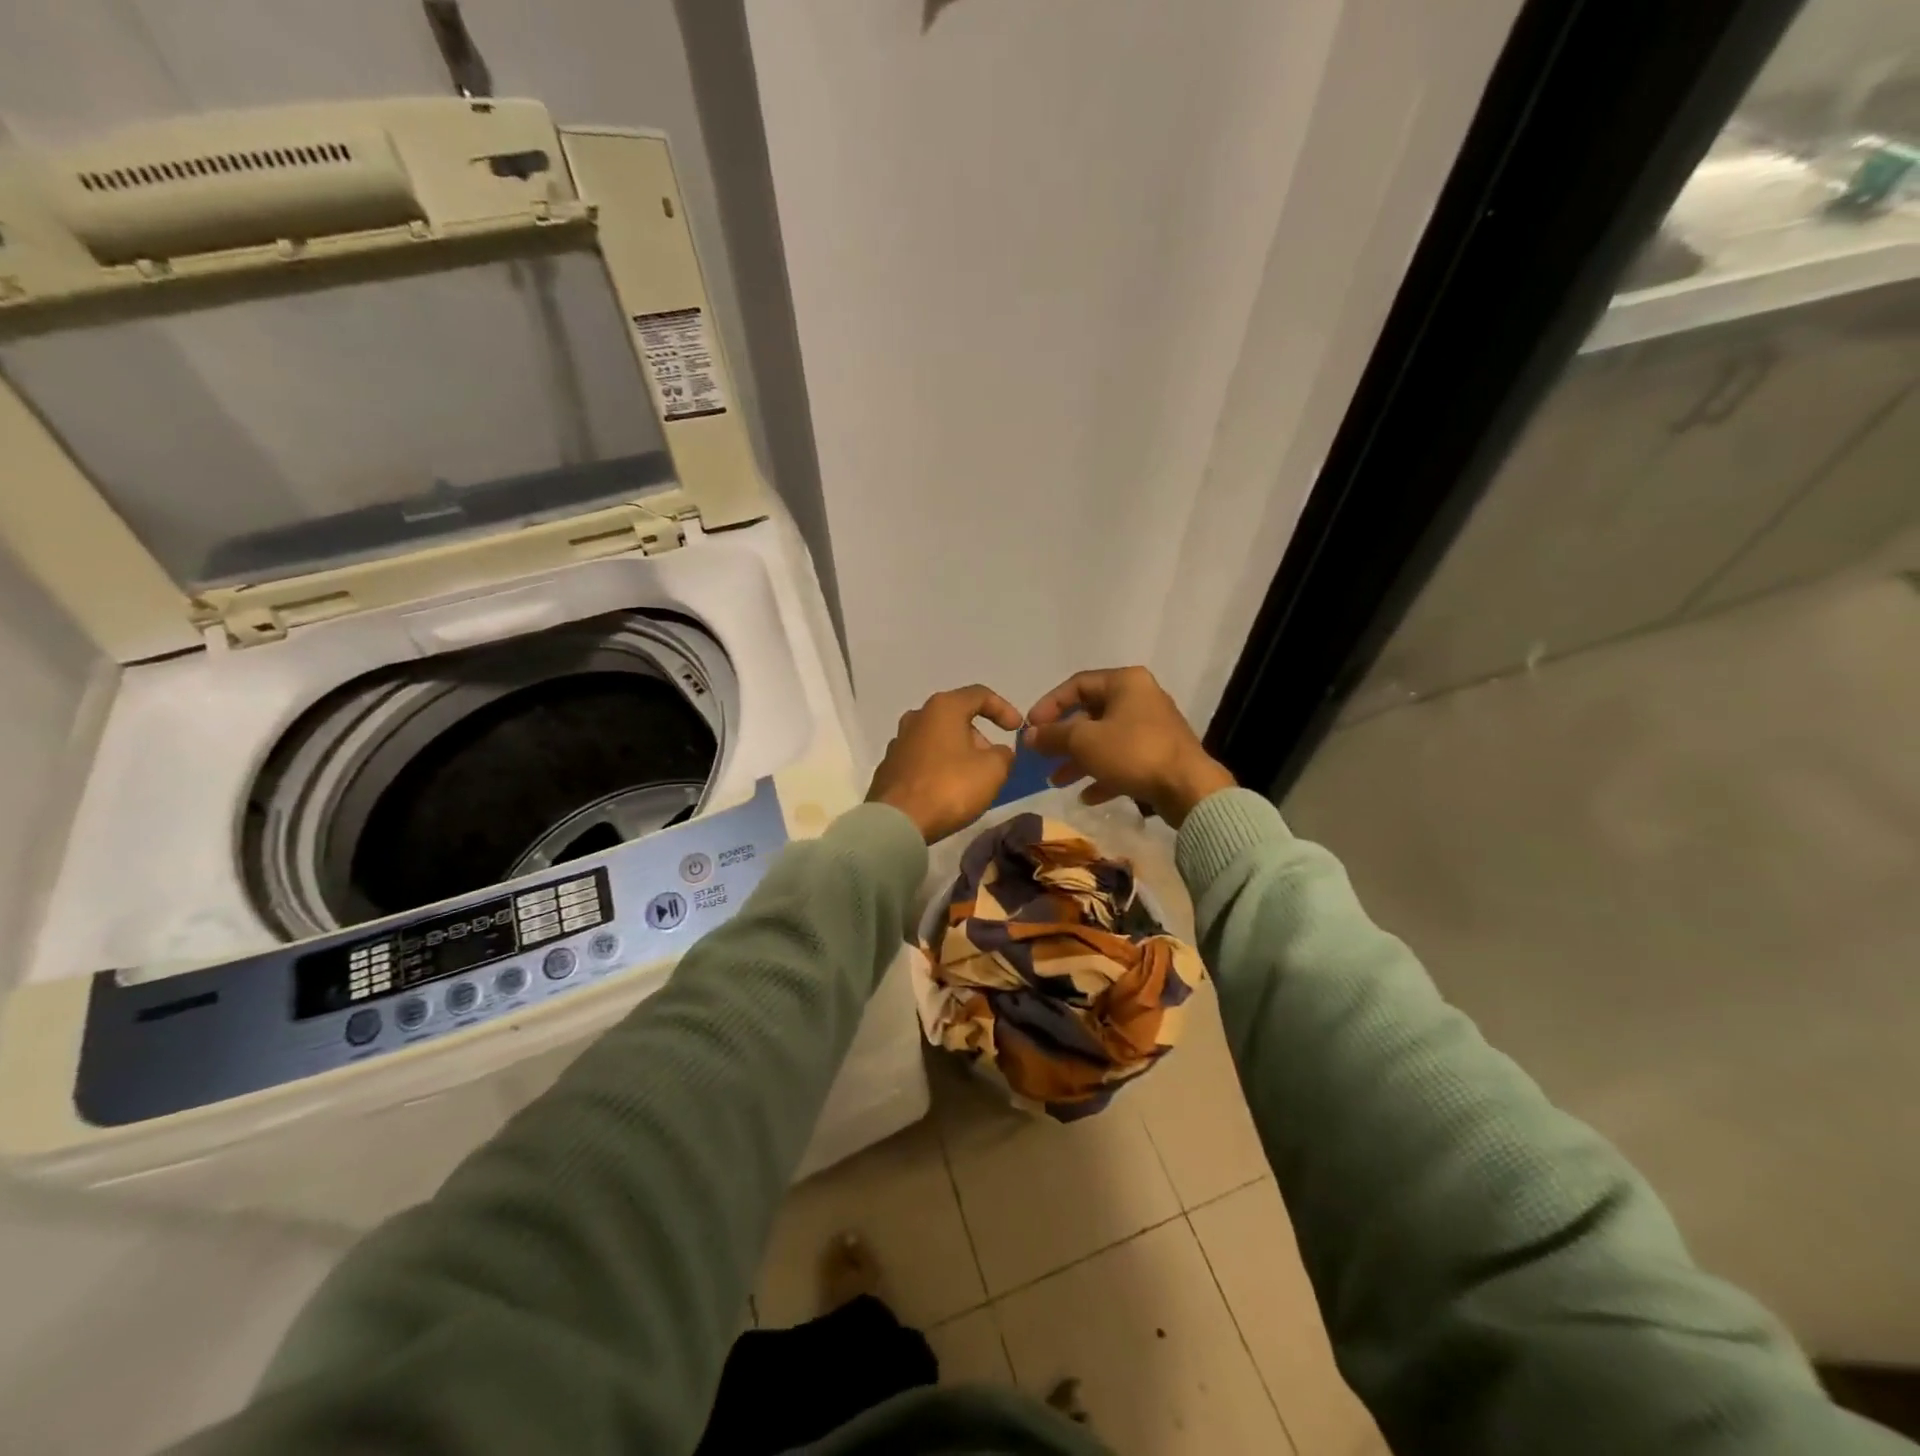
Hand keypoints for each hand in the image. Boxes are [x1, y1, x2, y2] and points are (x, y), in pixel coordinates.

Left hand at [867, 685, 1023, 842]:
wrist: (897, 822)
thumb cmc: (950, 787)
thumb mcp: (993, 770)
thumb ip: (1004, 754)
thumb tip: (998, 753)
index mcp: (943, 708)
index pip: (980, 695)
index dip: (1004, 709)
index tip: (1017, 729)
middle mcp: (916, 717)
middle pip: (955, 717)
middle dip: (979, 736)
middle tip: (993, 761)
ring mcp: (898, 742)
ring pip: (937, 739)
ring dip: (957, 752)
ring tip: (971, 778)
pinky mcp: (889, 767)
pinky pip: (922, 760)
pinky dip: (938, 767)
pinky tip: (946, 790)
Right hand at [1025, 666, 1234, 826]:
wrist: (1188, 788)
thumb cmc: (1133, 752)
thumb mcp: (1083, 741)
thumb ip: (1052, 736)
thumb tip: (1027, 735)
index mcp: (1125, 682)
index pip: (1077, 684)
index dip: (1049, 705)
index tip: (1030, 727)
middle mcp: (1141, 698)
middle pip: (1091, 714)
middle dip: (1063, 738)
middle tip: (1042, 757)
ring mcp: (1152, 728)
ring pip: (1105, 740)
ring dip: (1079, 760)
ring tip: (1057, 781)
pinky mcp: (1160, 755)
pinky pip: (1123, 760)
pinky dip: (1103, 775)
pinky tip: (1087, 797)